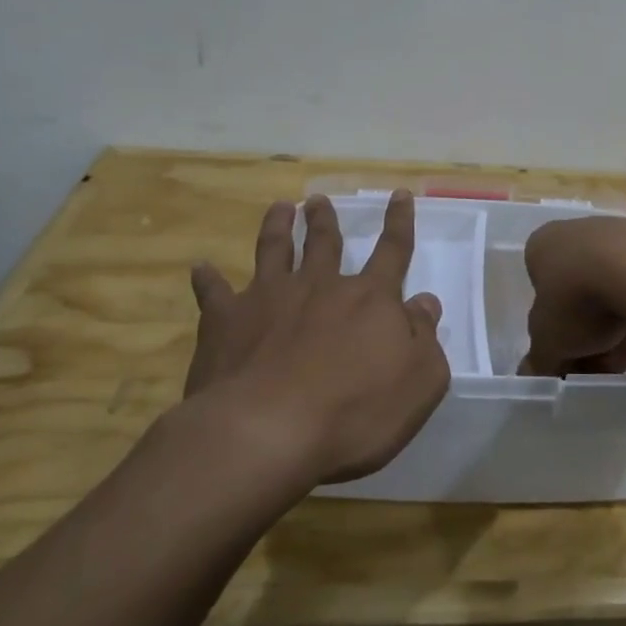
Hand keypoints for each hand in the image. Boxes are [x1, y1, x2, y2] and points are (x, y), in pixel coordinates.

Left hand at [184, 192, 451, 483]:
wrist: (267, 431)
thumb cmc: (355, 413)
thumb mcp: (419, 382)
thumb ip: (424, 337)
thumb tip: (425, 302)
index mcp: (369, 299)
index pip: (392, 251)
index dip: (399, 223)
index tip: (399, 194)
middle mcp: (319, 287)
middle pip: (325, 242)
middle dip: (325, 219)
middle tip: (318, 200)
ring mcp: (268, 298)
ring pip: (274, 250)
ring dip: (277, 227)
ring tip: (279, 208)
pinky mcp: (225, 321)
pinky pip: (213, 292)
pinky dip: (207, 279)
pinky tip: (201, 268)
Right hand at [523, 217, 625, 376]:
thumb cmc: (576, 298)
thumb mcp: (547, 342)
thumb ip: (539, 361)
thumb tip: (532, 373)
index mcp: (543, 246)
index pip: (541, 294)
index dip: (551, 334)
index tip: (563, 360)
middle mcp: (577, 235)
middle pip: (576, 297)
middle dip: (583, 337)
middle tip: (592, 368)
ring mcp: (619, 239)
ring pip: (610, 296)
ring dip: (611, 333)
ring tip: (619, 365)